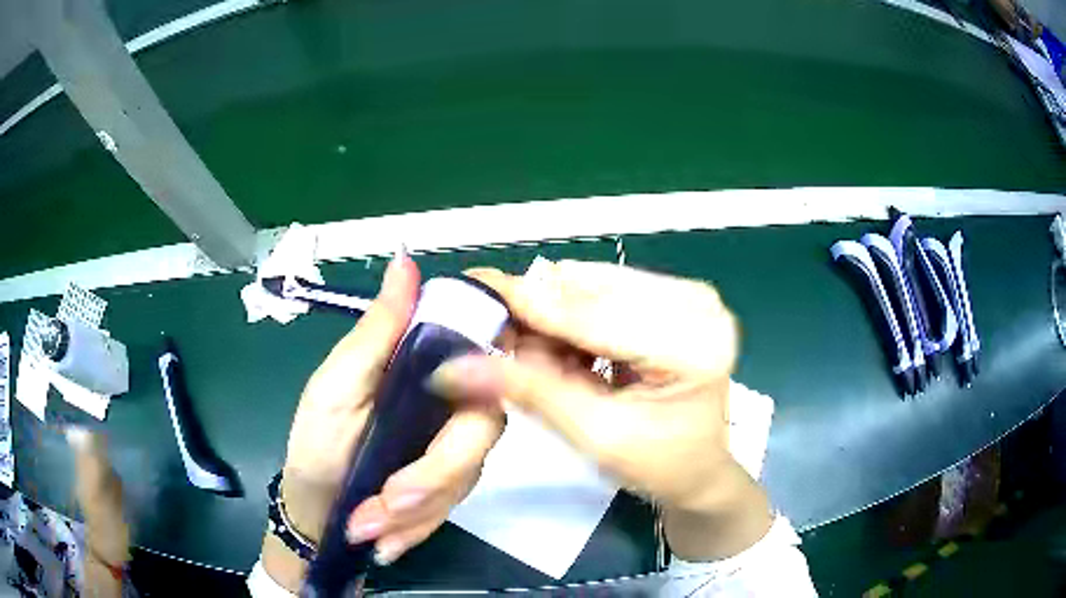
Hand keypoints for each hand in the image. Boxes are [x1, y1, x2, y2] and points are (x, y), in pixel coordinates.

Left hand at [263, 251, 504, 589]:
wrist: (317, 509)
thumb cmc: (317, 440)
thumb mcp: (338, 383)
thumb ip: (377, 331)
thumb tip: (405, 259)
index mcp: (425, 367)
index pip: (485, 352)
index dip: (495, 368)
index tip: (462, 401)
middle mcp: (449, 403)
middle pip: (481, 430)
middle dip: (431, 478)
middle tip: (383, 506)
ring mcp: (453, 449)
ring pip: (465, 477)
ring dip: (416, 512)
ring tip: (367, 530)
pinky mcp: (449, 488)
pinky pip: (452, 507)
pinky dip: (417, 528)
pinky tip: (386, 542)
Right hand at [431, 259, 772, 560]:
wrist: (698, 469)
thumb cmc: (657, 465)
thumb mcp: (593, 435)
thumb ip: (528, 392)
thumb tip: (453, 366)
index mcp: (692, 342)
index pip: (592, 313)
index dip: (526, 304)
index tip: (469, 291)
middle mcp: (696, 302)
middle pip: (590, 285)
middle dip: (539, 315)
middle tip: (505, 351)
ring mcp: (688, 293)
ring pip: (591, 282)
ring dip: (553, 317)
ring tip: (543, 360)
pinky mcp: (675, 295)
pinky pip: (604, 289)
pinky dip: (573, 317)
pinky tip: (570, 351)